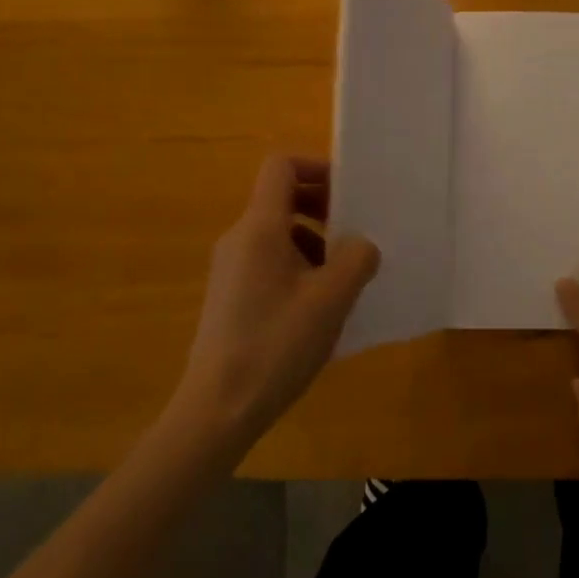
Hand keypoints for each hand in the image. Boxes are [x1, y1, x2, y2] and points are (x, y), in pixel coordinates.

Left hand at [175, 156, 378, 446]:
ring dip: (314, 241)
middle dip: (322, 206)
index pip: (282, 167)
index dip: (317, 167)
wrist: (217, 410)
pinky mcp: (229, 297)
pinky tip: (318, 306)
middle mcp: (239, 239)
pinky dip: (298, 267)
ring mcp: (230, 269)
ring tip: (342, 276)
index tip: (349, 192)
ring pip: (277, 233)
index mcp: (259, 227)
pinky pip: (268, 262)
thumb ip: (356, 259)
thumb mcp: (331, 299)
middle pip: (281, 198)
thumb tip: (361, 245)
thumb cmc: (277, 344)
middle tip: (355, 233)